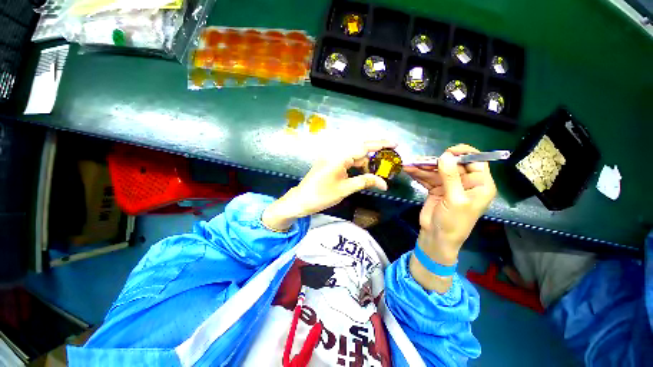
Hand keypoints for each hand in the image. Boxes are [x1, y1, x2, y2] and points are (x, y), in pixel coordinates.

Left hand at [262, 140, 395, 230]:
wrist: (300, 200)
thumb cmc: (321, 195)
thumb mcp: (345, 189)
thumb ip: (364, 182)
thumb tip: (384, 183)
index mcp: (339, 157)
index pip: (363, 147)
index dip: (380, 145)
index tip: (394, 144)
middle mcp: (335, 153)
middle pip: (359, 149)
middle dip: (375, 154)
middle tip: (388, 161)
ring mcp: (332, 158)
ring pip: (354, 156)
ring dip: (366, 163)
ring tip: (378, 173)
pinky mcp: (330, 164)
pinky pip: (347, 161)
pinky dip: (357, 166)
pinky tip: (364, 173)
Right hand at [404, 144, 496, 290]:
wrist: (436, 237)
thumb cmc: (453, 222)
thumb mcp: (455, 199)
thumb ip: (451, 177)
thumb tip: (445, 155)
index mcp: (479, 184)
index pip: (476, 162)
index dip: (463, 154)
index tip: (446, 152)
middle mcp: (465, 182)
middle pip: (452, 165)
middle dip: (435, 162)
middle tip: (419, 160)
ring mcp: (449, 185)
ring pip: (437, 170)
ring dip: (423, 167)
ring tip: (409, 164)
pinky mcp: (436, 189)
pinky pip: (428, 178)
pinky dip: (418, 174)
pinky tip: (409, 170)